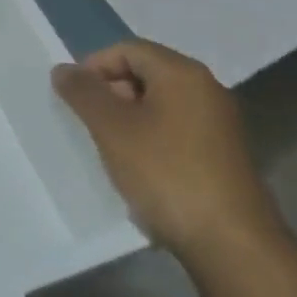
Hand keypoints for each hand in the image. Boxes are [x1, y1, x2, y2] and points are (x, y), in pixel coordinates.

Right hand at [52, 40, 281, 261]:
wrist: (233, 247)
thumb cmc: (167, 174)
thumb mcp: (112, 129)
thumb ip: (83, 93)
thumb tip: (63, 69)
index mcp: (182, 73)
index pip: (127, 49)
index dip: (95, 67)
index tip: (75, 98)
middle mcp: (206, 90)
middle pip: (146, 74)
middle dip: (113, 95)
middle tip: (92, 126)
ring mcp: (220, 125)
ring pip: (160, 106)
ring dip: (130, 122)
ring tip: (113, 153)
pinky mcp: (225, 158)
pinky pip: (177, 133)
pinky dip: (153, 143)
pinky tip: (143, 175)